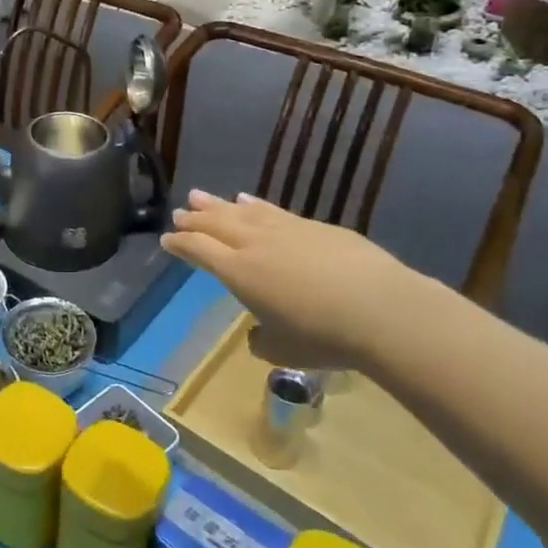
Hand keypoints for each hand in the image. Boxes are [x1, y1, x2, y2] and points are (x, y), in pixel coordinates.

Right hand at [161, 190, 426, 369]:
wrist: (380, 309)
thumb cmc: (324, 337)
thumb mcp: (284, 351)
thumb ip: (263, 341)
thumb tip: (258, 334)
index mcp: (238, 272)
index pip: (199, 250)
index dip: (180, 244)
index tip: (167, 240)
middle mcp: (254, 244)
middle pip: (215, 224)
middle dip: (193, 219)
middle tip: (179, 213)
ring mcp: (284, 230)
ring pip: (240, 211)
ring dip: (217, 204)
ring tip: (199, 196)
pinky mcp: (313, 226)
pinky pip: (272, 210)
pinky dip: (254, 204)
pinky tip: (247, 200)